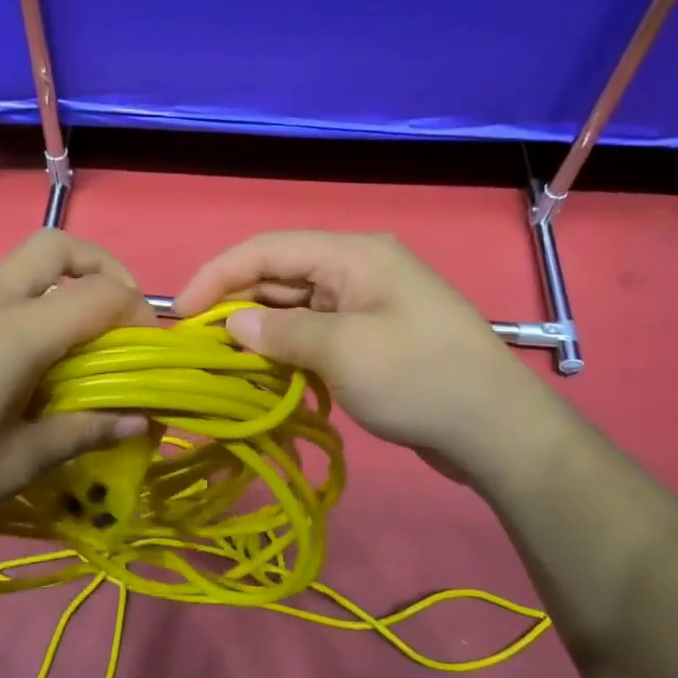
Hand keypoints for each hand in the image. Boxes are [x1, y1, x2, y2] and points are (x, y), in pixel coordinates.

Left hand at [0, 231, 154, 558]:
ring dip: (60, 292)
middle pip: (57, 246)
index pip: (99, 295)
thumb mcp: (12, 464)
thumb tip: (142, 421)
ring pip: (20, 271)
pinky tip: (8, 378)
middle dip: (102, 266)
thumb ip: (81, 433)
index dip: (138, 315)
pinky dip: (24, 315)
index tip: (148, 355)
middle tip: (117, 317)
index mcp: (15, 332)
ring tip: (68, 358)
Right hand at [174, 232, 540, 480]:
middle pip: (280, 275)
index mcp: (353, 255)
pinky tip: (267, 374)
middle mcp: (357, 270)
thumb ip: (281, 331)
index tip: (180, 312)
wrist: (497, 429)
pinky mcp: (373, 338)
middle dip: (237, 304)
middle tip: (199, 345)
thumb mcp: (342, 351)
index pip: (268, 249)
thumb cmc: (419, 378)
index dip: (218, 274)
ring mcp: (367, 305)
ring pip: (296, 307)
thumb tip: (234, 323)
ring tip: (225, 363)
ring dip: (261, 331)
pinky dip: (289, 350)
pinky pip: (317, 333)